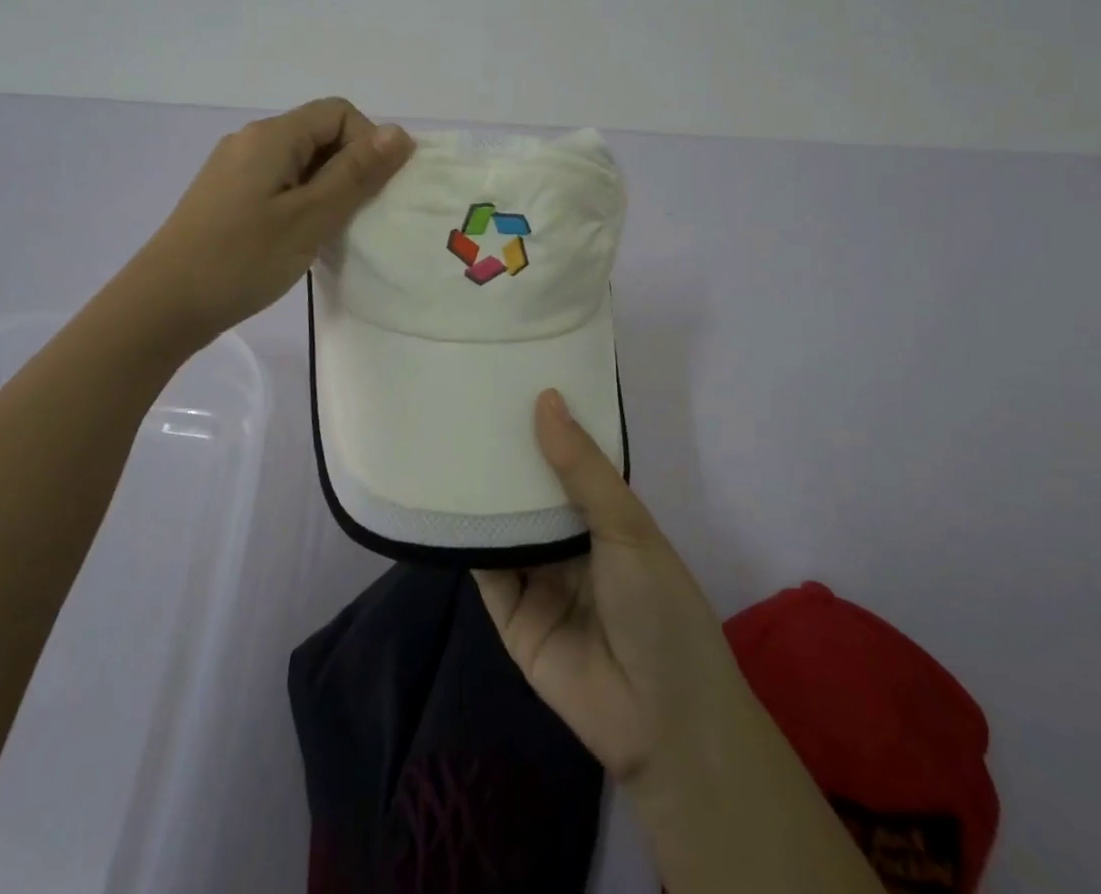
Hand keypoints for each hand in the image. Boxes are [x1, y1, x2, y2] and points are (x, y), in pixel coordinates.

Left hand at [135, 98, 412, 347]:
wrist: (161, 306)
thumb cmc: (241, 260)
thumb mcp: (310, 218)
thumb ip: (356, 174)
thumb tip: (399, 133)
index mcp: (271, 136)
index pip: (339, 112)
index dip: (368, 143)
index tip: (373, 192)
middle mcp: (251, 141)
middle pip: (320, 134)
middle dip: (350, 168)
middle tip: (358, 217)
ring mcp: (235, 169)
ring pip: (301, 162)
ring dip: (328, 189)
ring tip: (332, 232)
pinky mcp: (227, 196)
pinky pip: (280, 183)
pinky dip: (303, 202)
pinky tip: (301, 239)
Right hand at [472, 390, 762, 788]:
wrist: (661, 721)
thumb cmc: (659, 606)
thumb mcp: (628, 526)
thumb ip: (583, 468)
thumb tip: (546, 398)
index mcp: (605, 517)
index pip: (568, 460)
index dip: (545, 425)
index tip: (512, 379)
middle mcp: (568, 542)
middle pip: (530, 490)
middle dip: (505, 455)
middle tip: (466, 400)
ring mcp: (537, 577)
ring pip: (503, 524)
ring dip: (481, 491)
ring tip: (444, 436)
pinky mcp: (509, 612)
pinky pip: (483, 567)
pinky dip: (465, 538)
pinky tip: (439, 498)